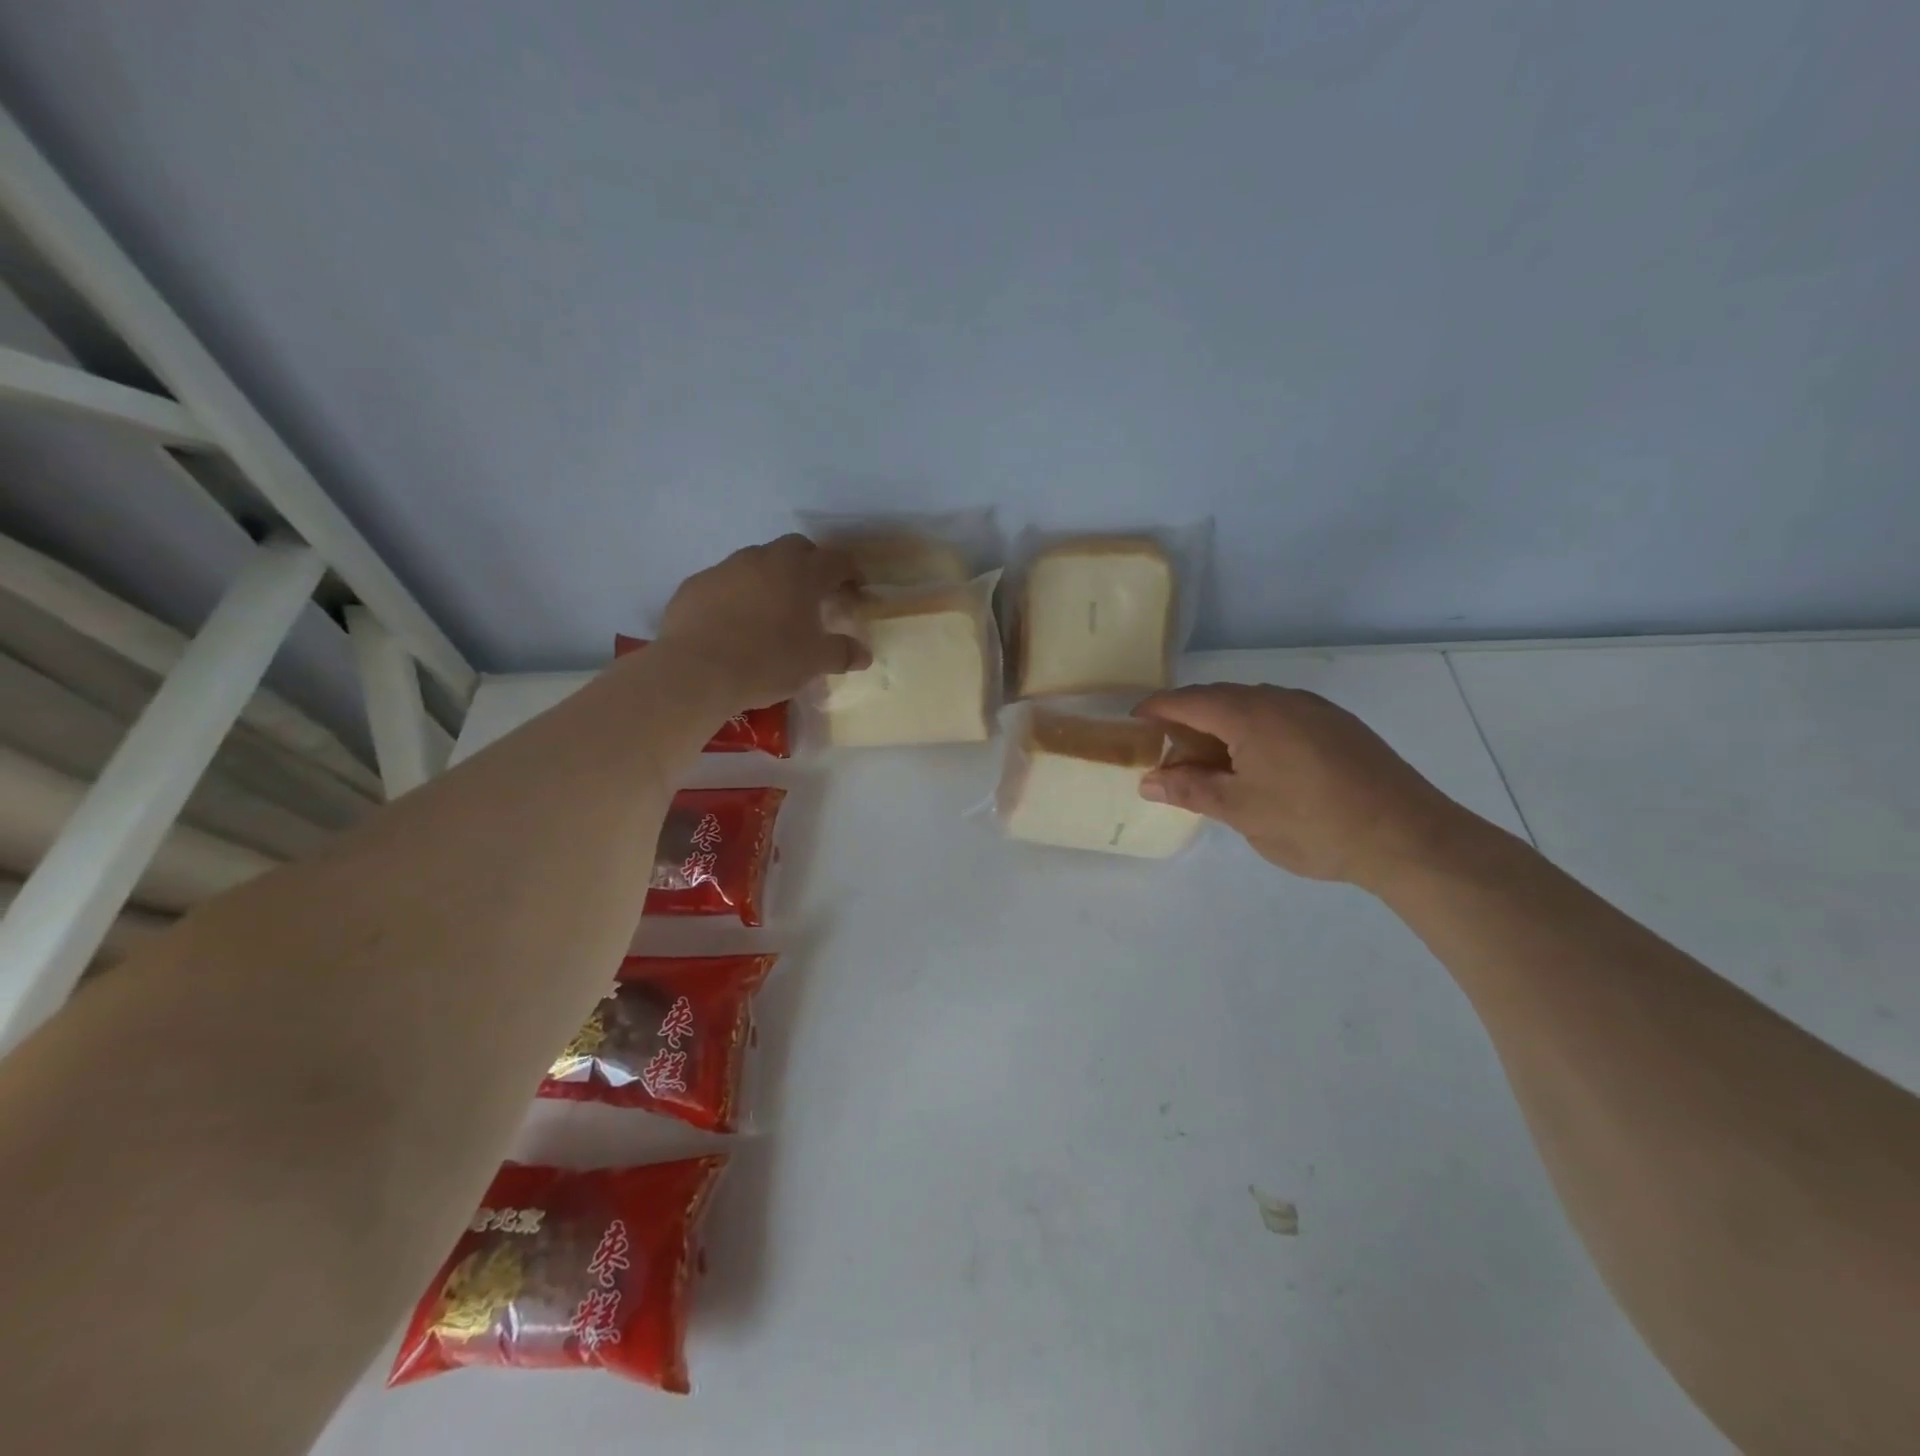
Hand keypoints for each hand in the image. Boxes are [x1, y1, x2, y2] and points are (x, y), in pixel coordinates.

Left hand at [657, 535, 871, 705]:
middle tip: (816, 594)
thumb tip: (863, 654)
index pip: (837, 560)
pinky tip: (735, 622)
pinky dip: (738, 594)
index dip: (851, 572)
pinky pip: (726, 582)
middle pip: (796, 548)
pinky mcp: (696, 584)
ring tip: (773, 610)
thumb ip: (842, 653)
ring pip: (758, 562)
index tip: (856, 589)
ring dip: (772, 578)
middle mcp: (765, 559)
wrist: (697, 671)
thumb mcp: (814, 663)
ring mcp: (726, 567)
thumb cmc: (767, 661)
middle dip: (811, 565)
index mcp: (802, 573)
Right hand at [1134, 683, 1467, 888]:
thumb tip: (1148, 781)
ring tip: (1214, 766)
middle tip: (1171, 757)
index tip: (1133, 725)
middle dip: (1188, 722)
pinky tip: (1261, 767)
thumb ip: (1190, 791)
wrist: (1408, 836)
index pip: (1188, 700)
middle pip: (1220, 699)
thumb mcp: (1241, 811)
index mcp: (1250, 714)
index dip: (1156, 710)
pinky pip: (1281, 716)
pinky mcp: (1339, 725)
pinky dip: (1256, 733)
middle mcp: (1281, 699)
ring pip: (1253, 706)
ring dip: (1223, 728)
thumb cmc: (1312, 823)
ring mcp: (1315, 709)